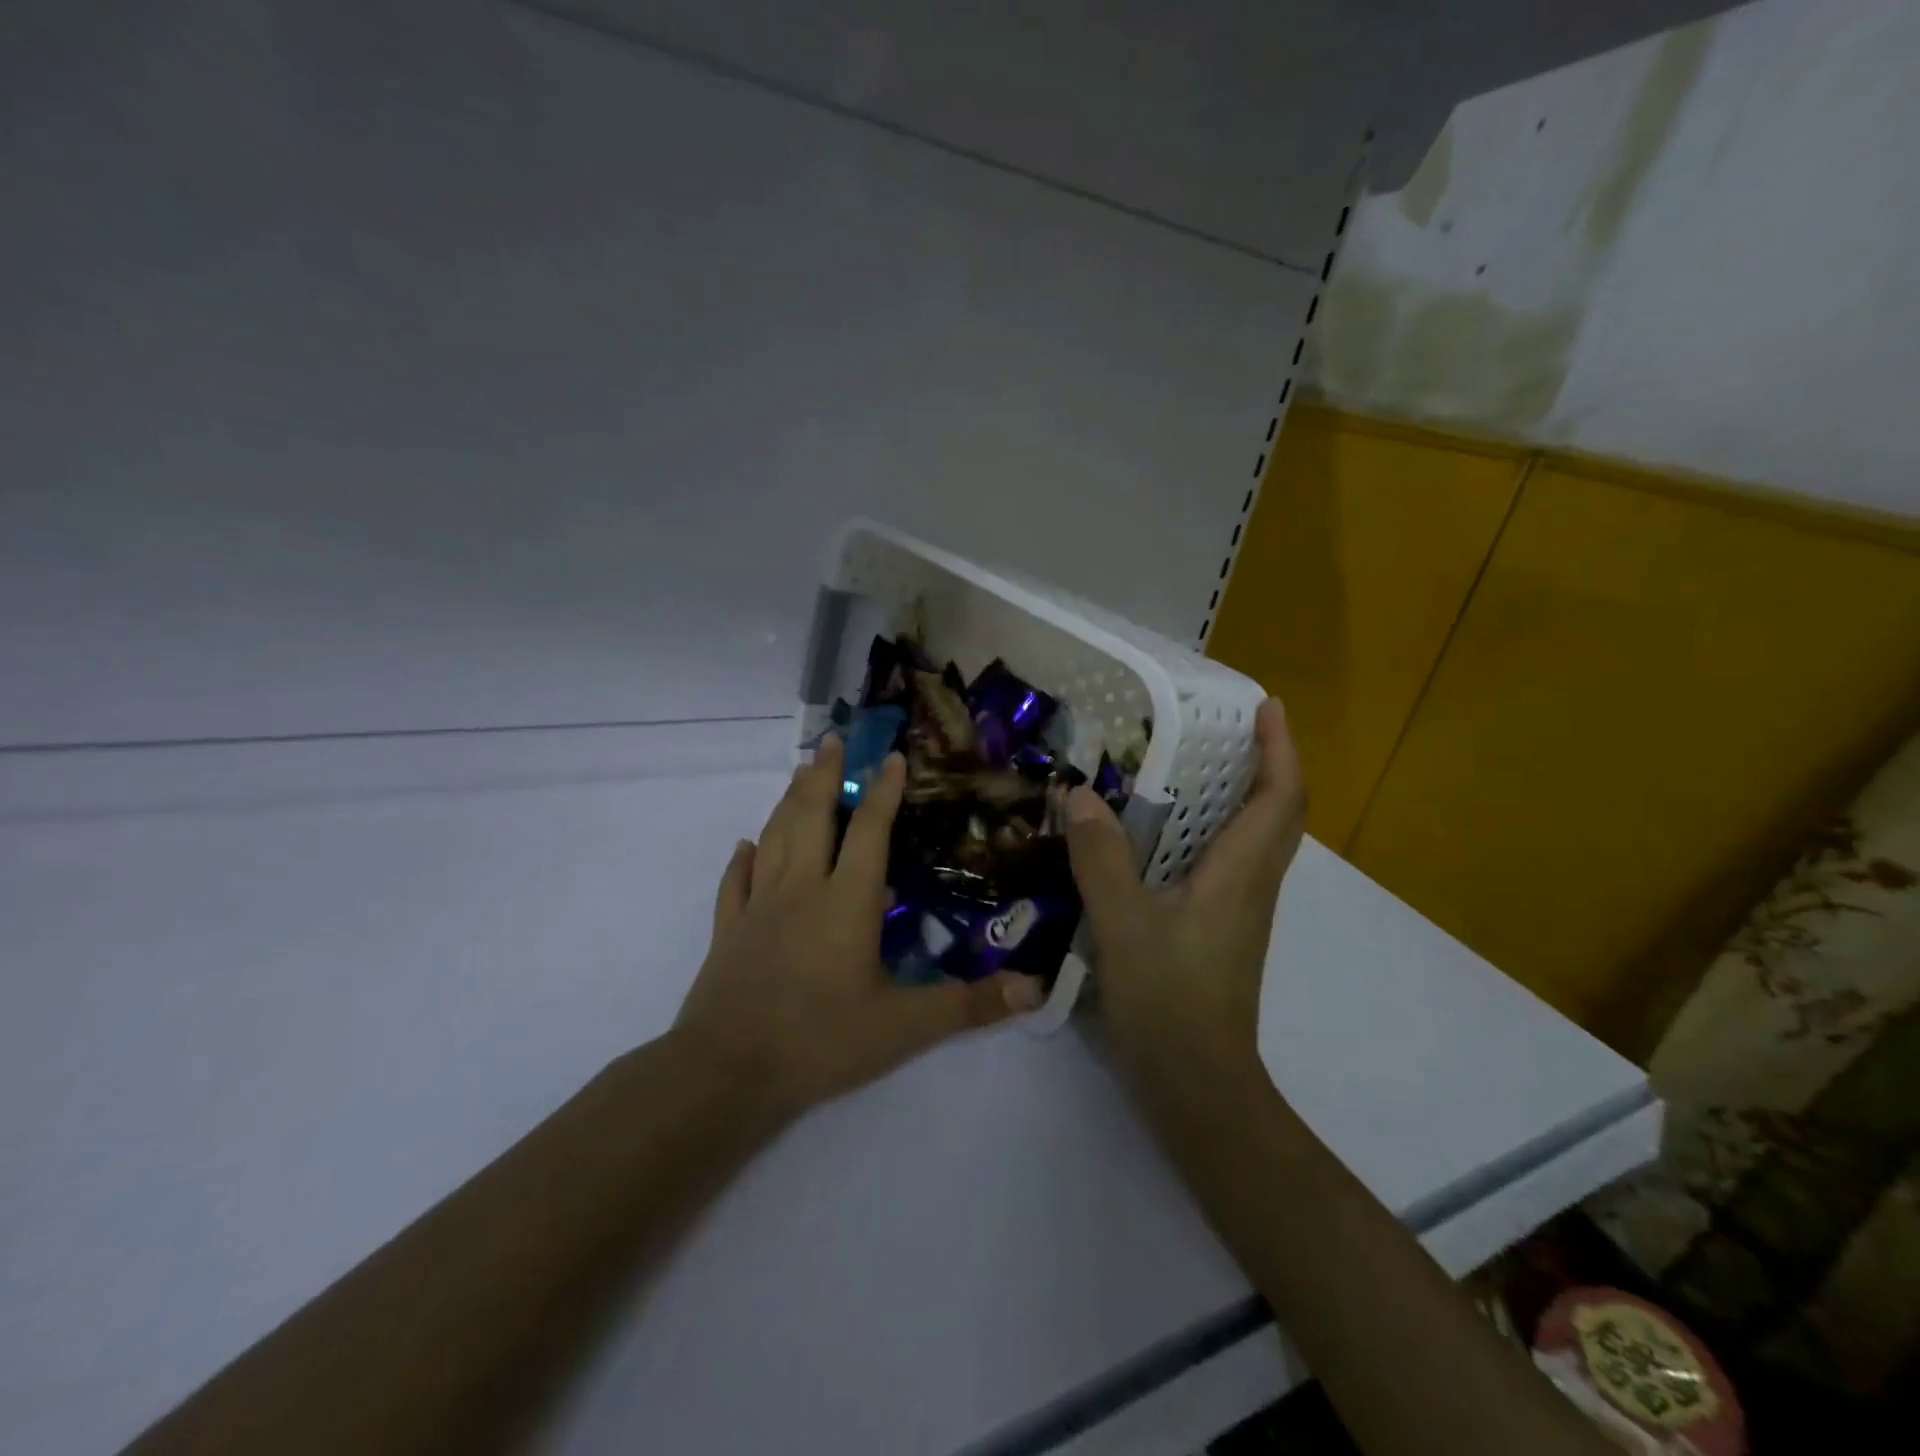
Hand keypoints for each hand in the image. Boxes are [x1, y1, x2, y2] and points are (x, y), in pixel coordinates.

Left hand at [675, 736, 1042, 1116]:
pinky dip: (741, 860)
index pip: (870, 831)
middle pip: (812, 817)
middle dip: (826, 776)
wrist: (727, 1073)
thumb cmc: (821, 1041)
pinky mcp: (728, 932)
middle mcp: (801, 889)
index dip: (884, 791)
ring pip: (774, 838)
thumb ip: (969, 1005)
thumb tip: (1033, 989)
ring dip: (789, 802)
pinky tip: (745, 846)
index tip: (892, 756)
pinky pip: (734, 884)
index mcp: (846, 901)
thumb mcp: (905, 1027)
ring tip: (801, 773)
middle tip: (833, 740)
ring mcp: (758, 907)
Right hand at [1065, 698, 1305, 1085]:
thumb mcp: (1123, 923)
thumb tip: (1081, 795)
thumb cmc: (1169, 999)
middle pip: (1278, 812)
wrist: (1198, 1084)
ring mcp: (1241, 910)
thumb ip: (1101, 857)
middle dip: (1266, 761)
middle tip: (1227, 726)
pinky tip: (1166, 834)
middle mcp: (1252, 884)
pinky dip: (1214, 830)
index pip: (1280, 797)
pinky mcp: (1223, 929)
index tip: (1268, 705)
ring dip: (1242, 794)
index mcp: (1240, 873)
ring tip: (1195, 766)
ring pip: (1257, 838)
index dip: (1281, 747)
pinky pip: (1231, 862)